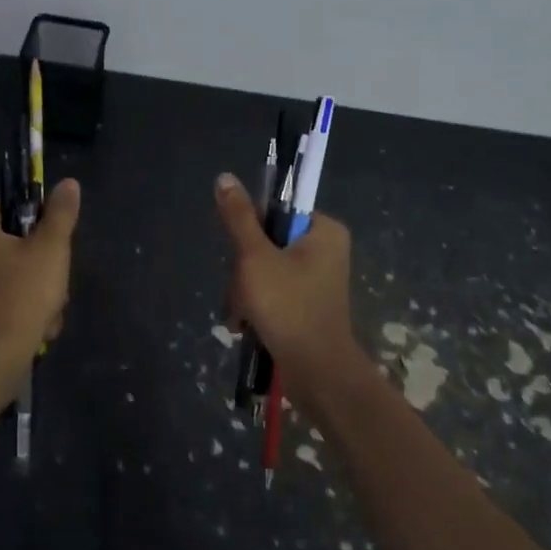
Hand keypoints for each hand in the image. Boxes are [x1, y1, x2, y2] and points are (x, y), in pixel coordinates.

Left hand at [0, 179, 81, 377]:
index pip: (13, 204)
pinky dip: (30, 311)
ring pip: (21, 274)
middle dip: (45, 264)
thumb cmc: (23, 291)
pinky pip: (13, 299)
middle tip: (56, 279)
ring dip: (43, 292)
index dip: (40, 218)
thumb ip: (61, 213)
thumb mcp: (50, 247)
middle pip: (20, 242)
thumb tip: (69, 183)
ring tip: (49, 309)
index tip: (56, 238)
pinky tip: (40, 327)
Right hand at [215, 172, 363, 408]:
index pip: (278, 210)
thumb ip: (239, 217)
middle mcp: (325, 249)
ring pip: (265, 269)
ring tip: (242, 316)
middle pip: (267, 241)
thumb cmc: (288, 306)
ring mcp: (317, 279)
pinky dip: (257, 305)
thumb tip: (225, 177)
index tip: (244, 254)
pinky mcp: (308, 304)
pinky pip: (274, 291)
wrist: (317, 373)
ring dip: (245, 291)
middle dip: (245, 270)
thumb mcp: (255, 257)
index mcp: (324, 230)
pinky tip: (246, 325)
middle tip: (242, 292)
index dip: (252, 229)